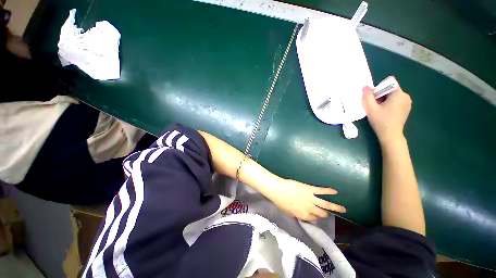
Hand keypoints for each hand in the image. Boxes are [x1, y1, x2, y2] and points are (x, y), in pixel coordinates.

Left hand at [262, 178, 345, 220]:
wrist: (278, 189)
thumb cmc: (280, 201)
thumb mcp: (287, 212)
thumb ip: (295, 215)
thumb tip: (298, 217)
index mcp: (303, 215)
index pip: (313, 219)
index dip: (315, 218)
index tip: (317, 216)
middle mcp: (310, 209)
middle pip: (321, 214)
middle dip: (325, 214)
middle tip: (328, 213)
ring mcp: (311, 199)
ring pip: (326, 204)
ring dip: (336, 207)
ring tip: (344, 209)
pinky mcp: (310, 189)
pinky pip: (321, 190)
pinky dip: (329, 191)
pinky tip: (335, 191)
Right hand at [362, 77, 411, 144]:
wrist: (391, 135)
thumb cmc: (380, 121)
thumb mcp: (370, 108)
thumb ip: (367, 96)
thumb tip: (366, 87)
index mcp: (399, 94)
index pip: (389, 82)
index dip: (379, 88)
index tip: (375, 99)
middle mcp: (406, 95)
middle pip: (390, 89)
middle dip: (380, 95)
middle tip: (375, 106)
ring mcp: (407, 102)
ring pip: (392, 95)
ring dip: (384, 100)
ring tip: (380, 110)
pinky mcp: (406, 107)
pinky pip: (396, 100)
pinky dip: (389, 103)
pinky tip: (385, 112)